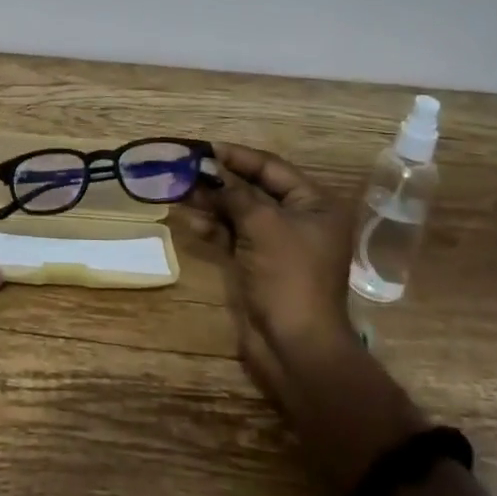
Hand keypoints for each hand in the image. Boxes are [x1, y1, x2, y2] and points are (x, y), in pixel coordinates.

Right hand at [191, 143, 424, 492]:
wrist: (295, 347)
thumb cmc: (287, 276)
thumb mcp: (261, 224)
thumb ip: (235, 192)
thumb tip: (211, 169)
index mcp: (315, 204)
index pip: (272, 168)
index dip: (238, 157)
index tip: (205, 148)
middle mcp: (300, 219)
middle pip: (254, 189)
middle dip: (220, 181)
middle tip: (185, 171)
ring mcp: (279, 244)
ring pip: (240, 213)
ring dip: (213, 204)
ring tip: (181, 195)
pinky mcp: (260, 265)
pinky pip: (235, 236)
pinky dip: (215, 228)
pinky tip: (192, 222)